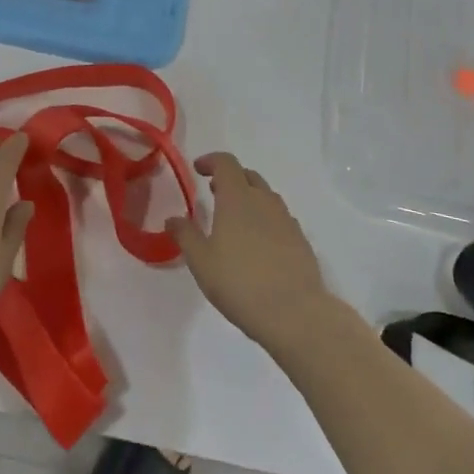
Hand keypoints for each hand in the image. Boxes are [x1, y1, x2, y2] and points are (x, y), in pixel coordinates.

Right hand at [167, 152, 341, 353]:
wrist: (294, 312)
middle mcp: (264, 201)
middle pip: (247, 175)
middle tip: (214, 192)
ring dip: (249, 197)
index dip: (210, 161)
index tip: (198, 170)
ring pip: (266, 196)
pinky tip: (258, 242)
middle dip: (230, 178)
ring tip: (235, 219)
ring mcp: (286, 219)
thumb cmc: (239, 283)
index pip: (226, 163)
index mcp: (237, 198)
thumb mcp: (201, 261)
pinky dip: (265, 218)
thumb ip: (185, 235)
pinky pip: (279, 217)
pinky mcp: (300, 239)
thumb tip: (173, 218)